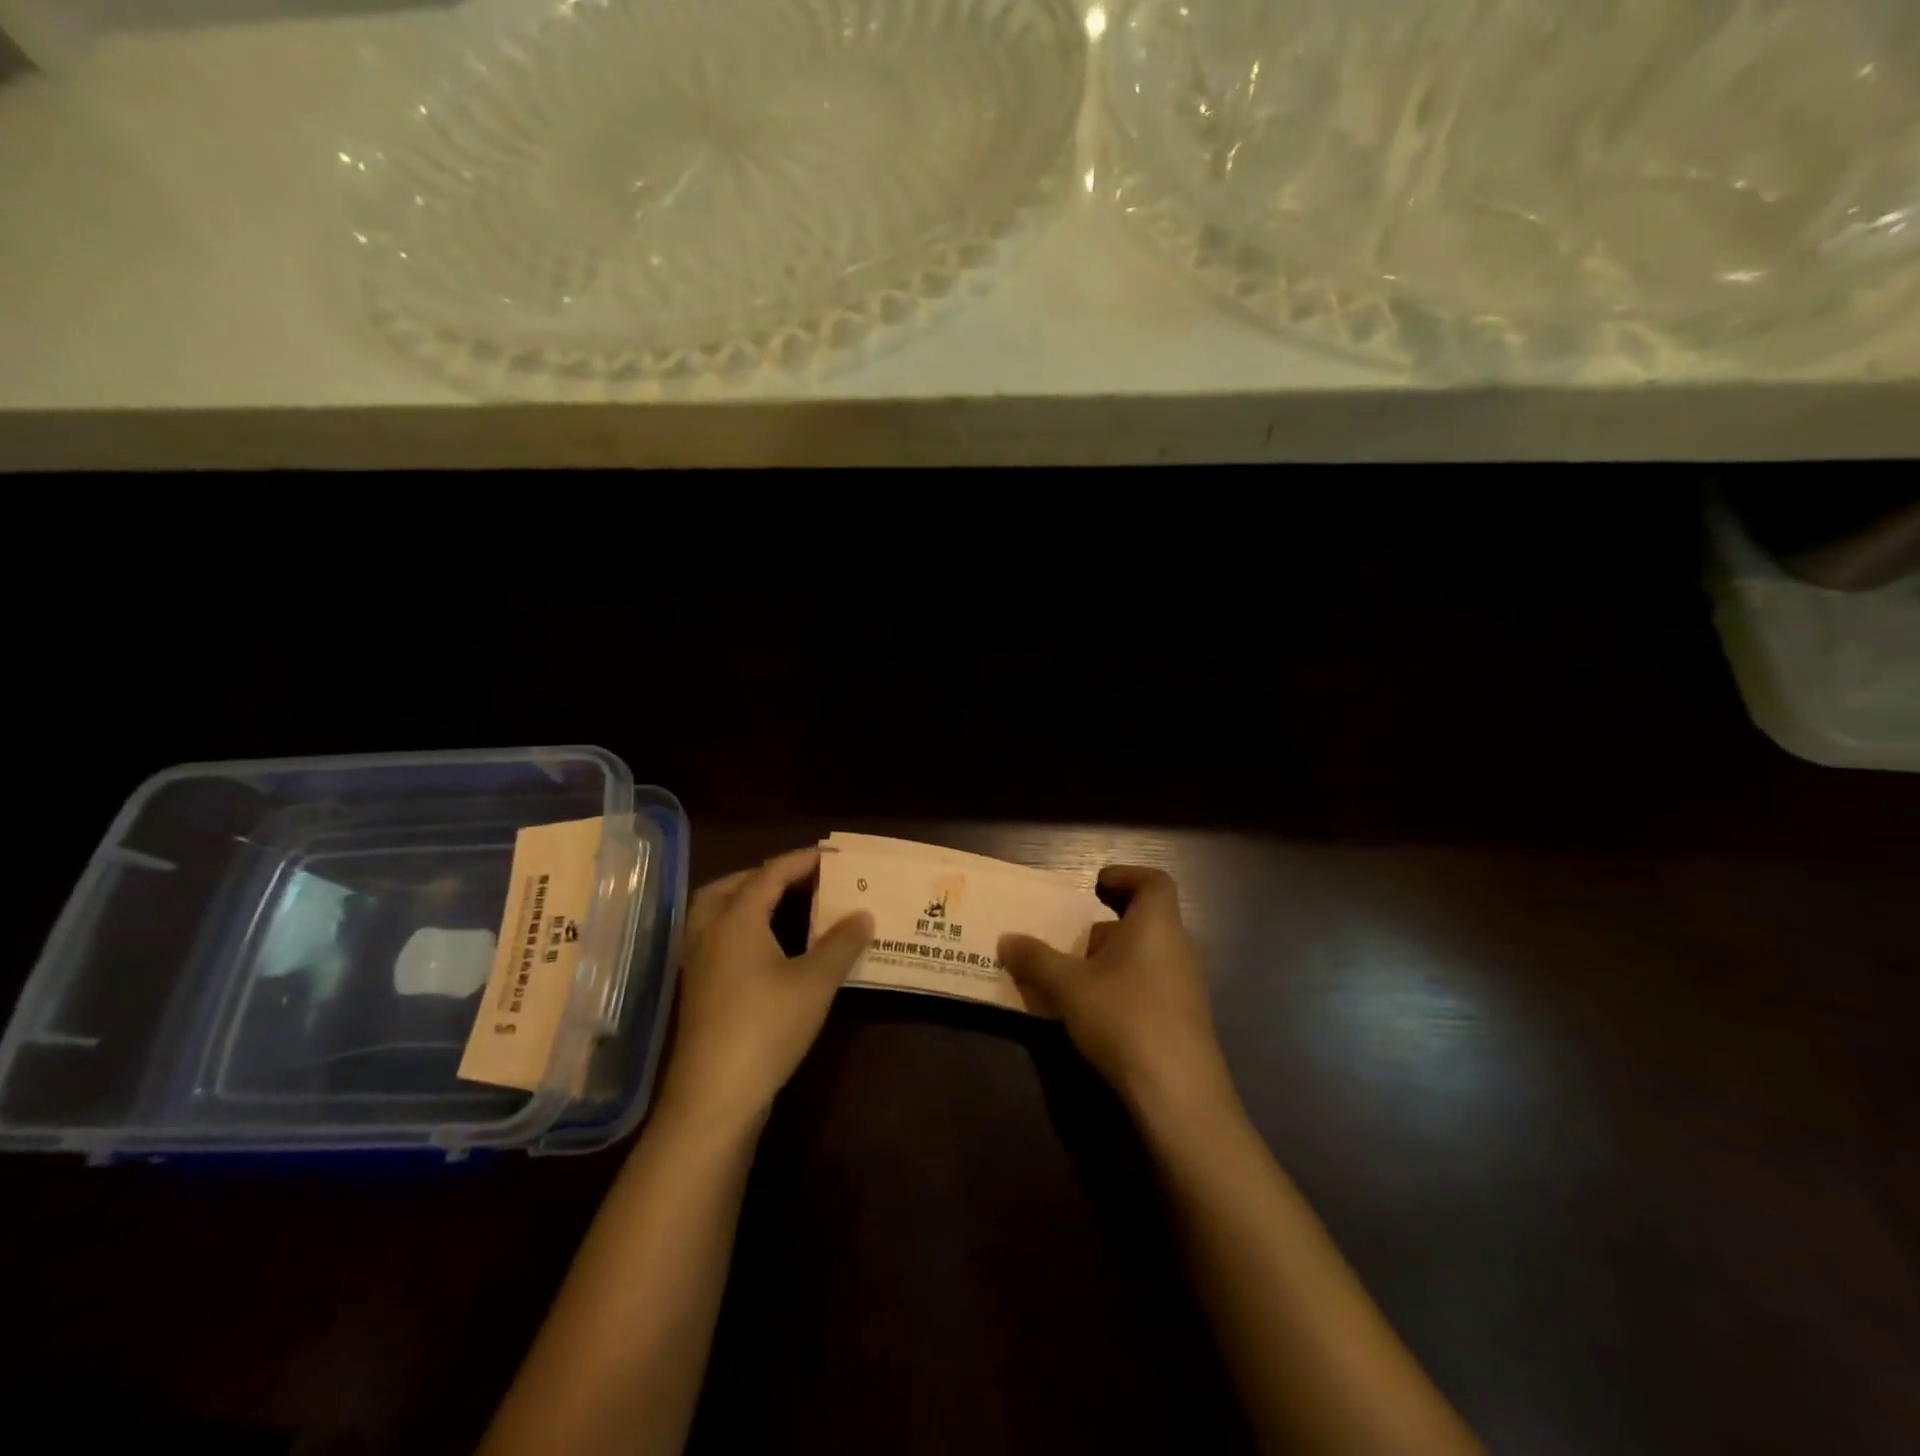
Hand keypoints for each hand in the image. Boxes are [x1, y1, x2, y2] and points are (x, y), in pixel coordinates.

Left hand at [656, 847, 872, 1132]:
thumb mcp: (815, 982)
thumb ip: (842, 943)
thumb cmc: (767, 1027)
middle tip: (799, 879)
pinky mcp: (698, 990)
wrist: (715, 1096)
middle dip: (764, 876)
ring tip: (783, 907)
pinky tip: (767, 949)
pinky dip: (740, 928)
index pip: (769, 874)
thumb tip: (864, 914)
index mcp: (736, 920)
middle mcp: (709, 933)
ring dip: (747, 901)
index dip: (801, 861)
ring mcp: (698, 963)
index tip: (831, 856)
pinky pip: (716, 938)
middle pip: (730, 887)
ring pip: (716, 913)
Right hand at [999, 866, 1235, 1123]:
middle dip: (1102, 927)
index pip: (1153, 882)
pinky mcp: (1182, 1018)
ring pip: (1143, 955)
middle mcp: (1177, 947)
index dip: (1125, 876)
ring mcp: (1184, 985)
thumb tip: (1006, 940)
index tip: (1093, 888)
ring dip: (1107, 960)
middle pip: (1142, 920)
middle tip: (1067, 940)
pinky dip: (1119, 985)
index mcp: (1156, 925)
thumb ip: (1036, 959)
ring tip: (1069, 979)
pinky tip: (1091, 1013)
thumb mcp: (1069, 987)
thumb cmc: (1125, 1018)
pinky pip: (1148, 984)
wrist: (1179, 1093)